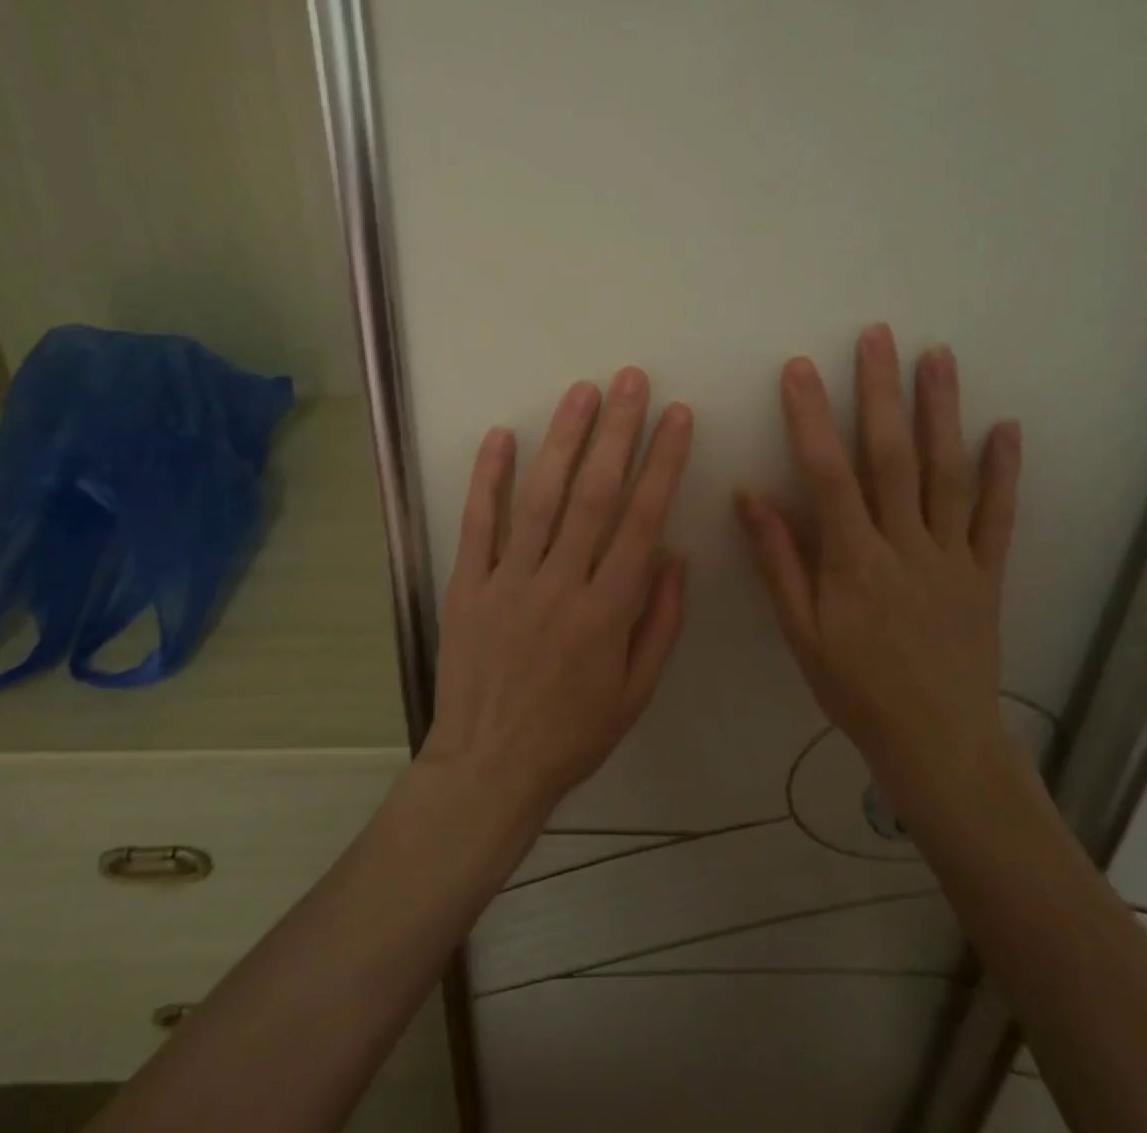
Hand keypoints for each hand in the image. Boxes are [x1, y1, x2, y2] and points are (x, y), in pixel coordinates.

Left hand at [422, 369, 694, 830]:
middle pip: (594, 494)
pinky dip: (489, 478)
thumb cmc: (573, 732)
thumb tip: (674, 554)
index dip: (663, 463)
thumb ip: (660, 621)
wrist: (490, 766)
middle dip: (617, 431)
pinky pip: (478, 523)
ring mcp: (509, 580)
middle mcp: (561, 584)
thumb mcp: (636, 692)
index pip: (642, 520)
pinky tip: (501, 436)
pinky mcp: (468, 584)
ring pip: (541, 498)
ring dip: (563, 440)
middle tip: (630, 380)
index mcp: (608, 611)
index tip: (677, 417)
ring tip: (581, 392)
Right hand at [735, 326, 1021, 823]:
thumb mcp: (801, 632)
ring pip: (949, 473)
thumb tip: (750, 496)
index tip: (800, 370)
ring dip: (943, 412)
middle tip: (878, 337)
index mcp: (854, 562)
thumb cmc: (855, 687)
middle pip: (894, 457)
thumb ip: (778, 561)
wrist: (936, 741)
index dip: (812, 419)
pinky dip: (1005, 470)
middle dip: (882, 392)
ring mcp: (954, 555)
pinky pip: (999, 516)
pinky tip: (1006, 427)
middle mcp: (907, 546)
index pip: (829, 475)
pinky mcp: (988, 572)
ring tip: (938, 358)